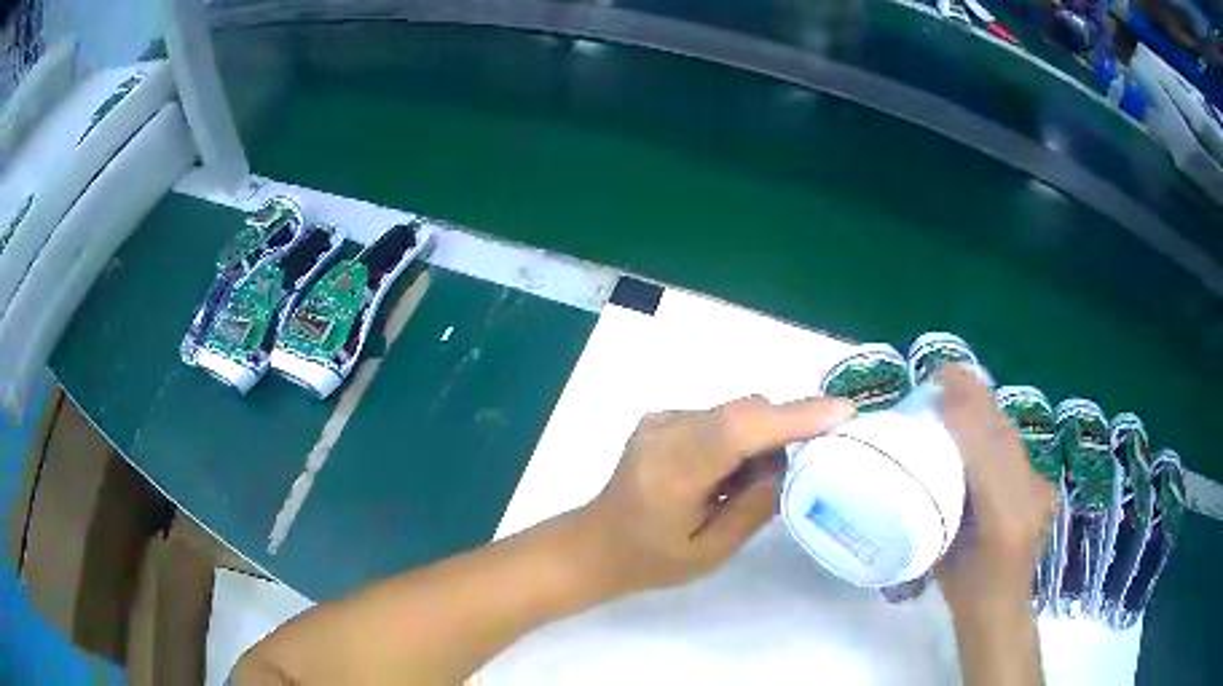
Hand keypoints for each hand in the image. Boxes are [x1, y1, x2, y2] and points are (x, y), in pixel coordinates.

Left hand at [573, 395, 854, 597]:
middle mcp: (664, 432)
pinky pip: (719, 417)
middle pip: (742, 412)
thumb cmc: (650, 561)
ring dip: (755, 441)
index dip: (793, 416)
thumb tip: (787, 463)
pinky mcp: (661, 418)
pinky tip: (719, 475)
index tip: (842, 412)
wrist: (595, 544)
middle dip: (780, 434)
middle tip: (783, 478)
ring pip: (734, 412)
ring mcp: (660, 420)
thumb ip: (754, 507)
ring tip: (736, 487)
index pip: (740, 429)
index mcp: (672, 472)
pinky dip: (735, 440)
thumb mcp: (709, 552)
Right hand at [935, 365, 1054, 611]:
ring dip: (985, 408)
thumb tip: (929, 452)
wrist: (1001, 607)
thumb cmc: (963, 589)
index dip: (963, 412)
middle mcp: (1031, 495)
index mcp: (1004, 518)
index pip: (985, 451)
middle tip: (945, 373)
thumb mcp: (942, 551)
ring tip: (959, 387)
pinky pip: (1016, 447)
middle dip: (975, 398)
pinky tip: (981, 419)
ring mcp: (1041, 487)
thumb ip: (943, 502)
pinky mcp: (1043, 484)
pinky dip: (996, 427)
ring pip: (1011, 435)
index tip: (938, 383)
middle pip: (1002, 434)